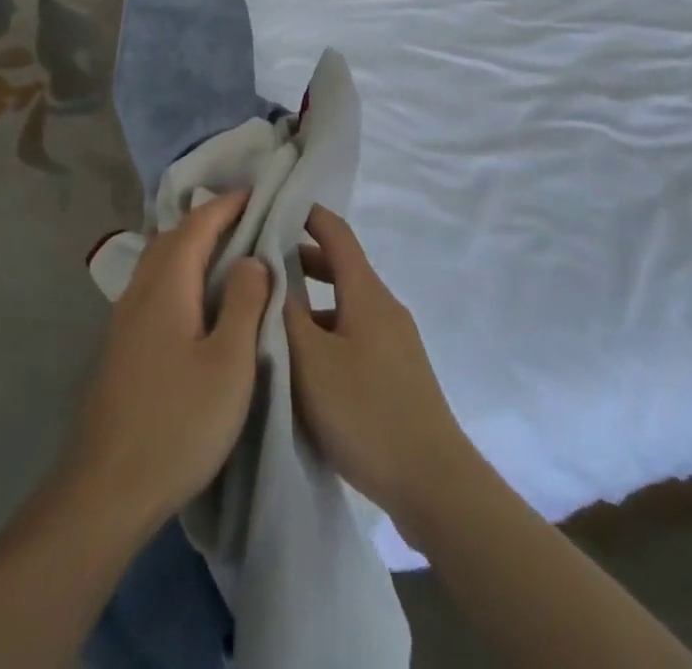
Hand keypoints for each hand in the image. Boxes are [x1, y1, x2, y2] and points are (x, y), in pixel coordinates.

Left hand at [63, 190, 269, 532]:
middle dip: (208, 220)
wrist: (107, 488)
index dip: (226, 205)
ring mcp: (125, 318)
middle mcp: (140, 291)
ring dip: (190, 245)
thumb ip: (245, 303)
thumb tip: (252, 258)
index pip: (197, 225)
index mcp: (167, 286)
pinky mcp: (122, 345)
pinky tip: (196, 298)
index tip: (256, 192)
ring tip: (226, 251)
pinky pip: (153, 285)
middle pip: (173, 237)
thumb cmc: (178, 423)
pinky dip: (179, 272)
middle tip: (247, 218)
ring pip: (159, 261)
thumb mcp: (230, 364)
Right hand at [285, 205, 472, 526]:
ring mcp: (394, 341)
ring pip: (344, 305)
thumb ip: (283, 313)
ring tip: (269, 318)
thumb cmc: (366, 412)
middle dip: (298, 261)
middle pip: (339, 267)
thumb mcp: (310, 361)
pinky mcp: (397, 373)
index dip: (305, 213)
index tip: (270, 208)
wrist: (435, 485)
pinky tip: (302, 365)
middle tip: (256, 268)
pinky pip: (353, 334)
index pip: (336, 232)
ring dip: (309, 303)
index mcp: (366, 293)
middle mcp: (384, 307)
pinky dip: (325, 332)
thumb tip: (266, 271)